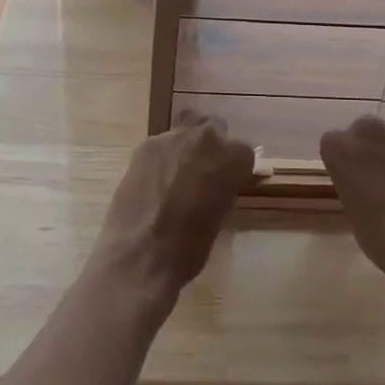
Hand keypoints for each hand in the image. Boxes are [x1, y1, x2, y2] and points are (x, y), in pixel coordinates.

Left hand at [91, 114, 255, 302]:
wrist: (141, 254)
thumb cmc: (190, 246)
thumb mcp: (220, 217)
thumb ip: (224, 190)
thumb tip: (222, 185)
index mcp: (232, 157)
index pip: (243, 152)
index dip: (235, 169)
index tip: (229, 184)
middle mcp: (205, 138)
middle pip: (215, 130)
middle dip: (212, 148)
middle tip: (204, 175)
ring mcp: (172, 138)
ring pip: (186, 130)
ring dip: (187, 146)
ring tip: (178, 173)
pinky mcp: (145, 146)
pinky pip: (161, 144)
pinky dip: (163, 156)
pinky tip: (155, 180)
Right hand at [320, 116, 384, 301]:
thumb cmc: (380, 238)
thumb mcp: (351, 208)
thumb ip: (350, 180)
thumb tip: (361, 176)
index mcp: (338, 149)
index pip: (334, 142)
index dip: (344, 160)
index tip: (352, 177)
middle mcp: (368, 131)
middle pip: (365, 128)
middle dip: (370, 145)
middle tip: (379, 173)